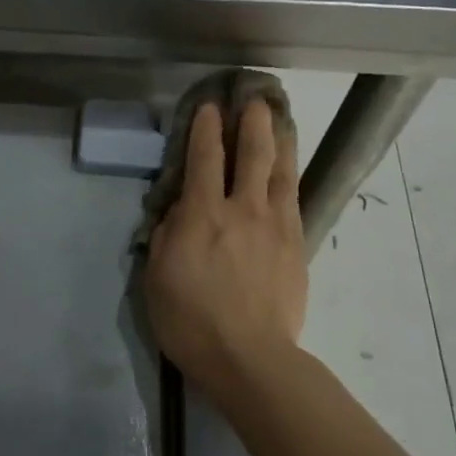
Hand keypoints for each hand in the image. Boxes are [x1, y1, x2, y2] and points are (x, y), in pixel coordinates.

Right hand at [145, 99, 307, 399]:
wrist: (250, 357)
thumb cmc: (191, 321)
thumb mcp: (158, 276)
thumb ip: (169, 233)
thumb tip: (180, 209)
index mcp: (202, 215)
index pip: (204, 158)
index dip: (205, 128)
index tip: (209, 106)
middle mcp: (242, 209)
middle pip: (251, 153)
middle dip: (252, 121)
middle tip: (254, 98)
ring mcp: (275, 225)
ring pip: (280, 170)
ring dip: (279, 139)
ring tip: (280, 118)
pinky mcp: (297, 244)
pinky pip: (294, 198)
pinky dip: (290, 175)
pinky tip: (289, 167)